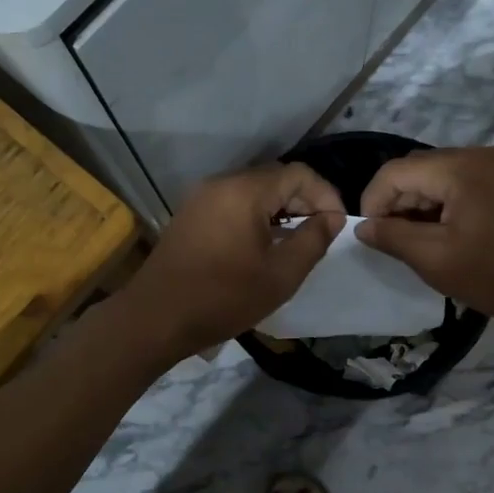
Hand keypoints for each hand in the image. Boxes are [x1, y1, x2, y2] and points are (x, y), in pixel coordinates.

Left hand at [124, 163, 344, 359]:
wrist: (156, 318)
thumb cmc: (224, 297)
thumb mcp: (281, 275)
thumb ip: (313, 241)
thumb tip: (332, 218)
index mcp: (245, 191)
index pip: (299, 174)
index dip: (326, 196)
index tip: (337, 226)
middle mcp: (222, 183)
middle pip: (275, 178)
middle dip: (304, 201)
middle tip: (319, 235)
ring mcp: (202, 197)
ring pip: (254, 191)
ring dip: (281, 210)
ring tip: (295, 243)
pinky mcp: (191, 214)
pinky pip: (234, 203)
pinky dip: (256, 216)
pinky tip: (263, 246)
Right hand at [354, 147, 493, 329]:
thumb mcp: (436, 260)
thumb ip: (393, 237)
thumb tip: (363, 227)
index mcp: (460, 167)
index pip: (395, 171)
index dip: (373, 201)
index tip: (370, 235)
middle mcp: (481, 154)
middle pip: (420, 169)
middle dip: (398, 202)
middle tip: (394, 241)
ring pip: (444, 176)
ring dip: (424, 203)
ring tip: (422, 241)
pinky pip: (469, 182)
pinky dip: (450, 203)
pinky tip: (453, 233)